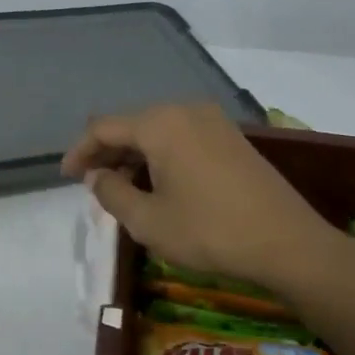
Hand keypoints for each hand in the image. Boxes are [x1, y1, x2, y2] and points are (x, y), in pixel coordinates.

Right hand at [62, 103, 345, 293]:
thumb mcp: (148, 221)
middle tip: (91, 184)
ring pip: (157, 132)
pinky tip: (157, 183)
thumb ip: (112, 193)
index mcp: (160, 123)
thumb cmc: (210, 231)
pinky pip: (181, 138)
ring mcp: (213, 121)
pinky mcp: (231, 138)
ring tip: (120, 188)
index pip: (104, 128)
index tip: (65, 176)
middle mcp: (184, 110)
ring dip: (134, 156)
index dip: (79, 151)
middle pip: (131, 125)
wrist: (289, 243)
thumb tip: (97, 176)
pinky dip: (160, 156)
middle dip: (107, 153)